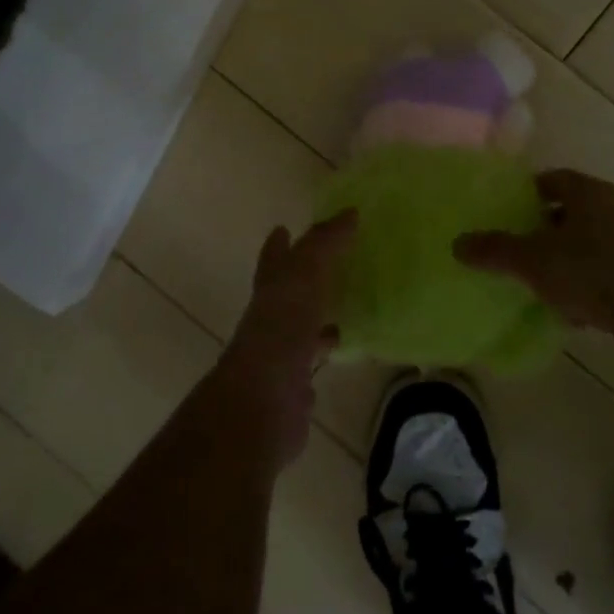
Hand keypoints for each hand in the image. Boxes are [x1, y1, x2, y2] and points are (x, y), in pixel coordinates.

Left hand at [212, 211, 355, 469]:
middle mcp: (271, 317)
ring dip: (317, 315)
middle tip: (329, 264)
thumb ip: (325, 243)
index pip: (274, 258)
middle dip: (302, 278)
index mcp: (271, 288)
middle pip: (287, 291)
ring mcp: (280, 352)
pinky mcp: (294, 384)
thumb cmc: (282, 327)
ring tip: (346, 303)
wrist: (263, 400)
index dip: (279, 244)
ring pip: (301, 325)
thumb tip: (349, 213)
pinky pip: (313, 358)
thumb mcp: (305, 273)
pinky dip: (325, 350)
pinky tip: (346, 346)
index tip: (283, 228)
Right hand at [454, 169, 613, 338]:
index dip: (526, 194)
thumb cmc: (589, 268)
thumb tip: (457, 243)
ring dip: (566, 256)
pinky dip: (587, 279)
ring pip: (587, 240)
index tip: (507, 214)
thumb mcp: (532, 260)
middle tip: (519, 247)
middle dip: (543, 228)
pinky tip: (571, 305)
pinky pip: (605, 266)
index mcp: (586, 190)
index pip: (550, 180)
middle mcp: (612, 205)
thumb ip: (494, 250)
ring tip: (541, 279)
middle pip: (569, 210)